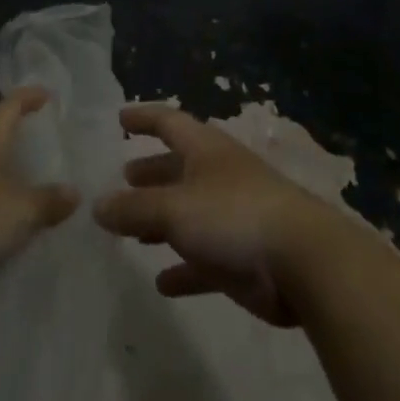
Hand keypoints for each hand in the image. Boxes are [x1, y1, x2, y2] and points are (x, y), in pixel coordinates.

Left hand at [0, 87, 79, 306]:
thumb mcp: (22, 211)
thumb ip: (49, 201)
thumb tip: (75, 193)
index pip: (10, 105)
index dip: (29, 97)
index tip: (47, 95)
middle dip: (13, 130)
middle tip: (38, 134)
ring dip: (0, 165)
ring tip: (24, 174)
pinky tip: (0, 213)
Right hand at [93, 102, 347, 326]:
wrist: (302, 261)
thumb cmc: (233, 215)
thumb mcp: (174, 208)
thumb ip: (133, 208)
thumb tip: (96, 205)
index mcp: (204, 149)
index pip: (168, 122)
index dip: (143, 118)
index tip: (120, 119)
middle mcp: (217, 175)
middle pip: (178, 167)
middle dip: (151, 172)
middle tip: (123, 177)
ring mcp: (232, 216)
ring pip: (189, 213)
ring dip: (162, 221)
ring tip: (131, 231)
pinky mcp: (242, 258)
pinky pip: (204, 260)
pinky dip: (183, 267)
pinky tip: (162, 282)